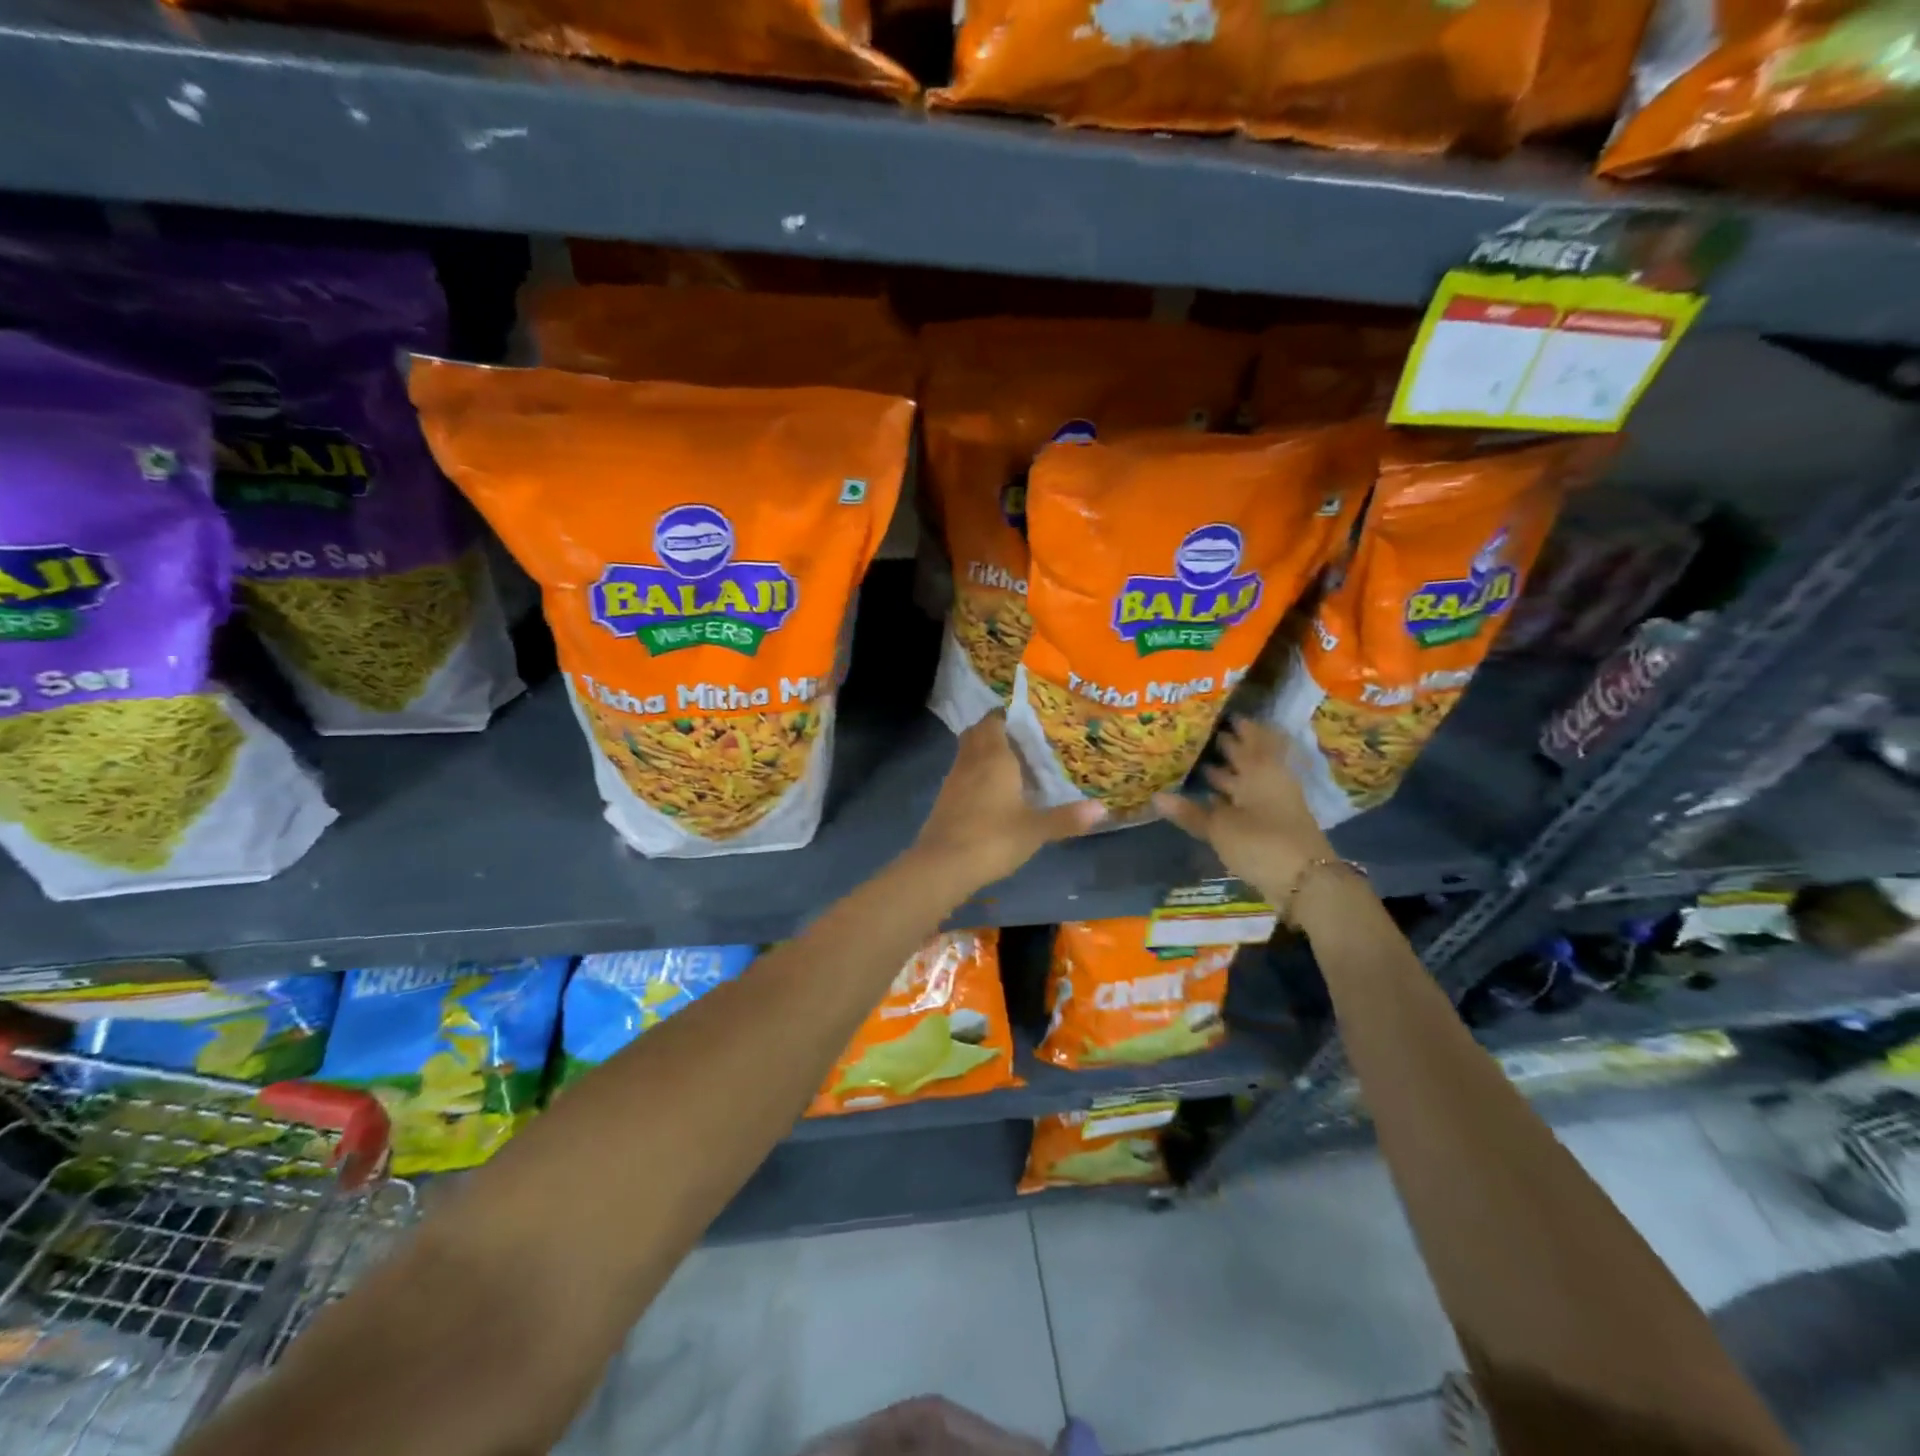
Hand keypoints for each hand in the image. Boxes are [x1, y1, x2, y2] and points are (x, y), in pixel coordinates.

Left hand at [910, 714, 1105, 893]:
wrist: (943, 865)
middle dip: (995, 731)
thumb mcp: (1035, 830)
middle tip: (1021, 740)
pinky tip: (991, 793)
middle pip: (977, 733)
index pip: (994, 721)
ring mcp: (953, 780)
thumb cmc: (993, 838)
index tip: (1026, 719)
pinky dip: (975, 775)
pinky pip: (962, 775)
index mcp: (994, 757)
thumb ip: (1067, 818)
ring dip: (983, 753)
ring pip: (967, 754)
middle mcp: (970, 761)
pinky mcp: (944, 801)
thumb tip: (1103, 808)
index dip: (1006, 716)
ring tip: (1010, 765)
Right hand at [1153, 718, 1336, 904]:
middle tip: (1204, 734)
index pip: (1250, 737)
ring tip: (1202, 764)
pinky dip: (1232, 796)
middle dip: (1231, 746)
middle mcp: (1270, 780)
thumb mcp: (1220, 828)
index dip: (1238, 726)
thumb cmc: (1262, 843)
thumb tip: (1156, 796)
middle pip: (1251, 757)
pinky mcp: (1274, 825)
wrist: (1308, 882)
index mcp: (1260, 770)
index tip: (1220, 713)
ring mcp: (1275, 803)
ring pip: (1249, 780)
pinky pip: (1249, 800)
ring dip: (1230, 773)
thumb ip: (1190, 812)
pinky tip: (1213, 799)